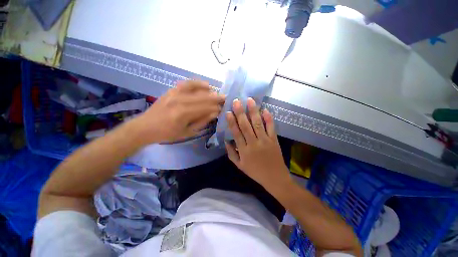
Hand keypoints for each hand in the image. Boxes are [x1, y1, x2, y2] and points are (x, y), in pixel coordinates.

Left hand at [136, 80, 224, 143]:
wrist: (145, 127)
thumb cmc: (167, 134)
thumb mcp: (187, 132)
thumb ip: (201, 122)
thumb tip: (214, 113)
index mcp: (184, 114)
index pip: (205, 108)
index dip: (215, 107)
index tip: (222, 108)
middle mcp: (180, 101)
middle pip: (203, 97)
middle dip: (215, 98)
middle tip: (225, 98)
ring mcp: (175, 93)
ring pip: (196, 89)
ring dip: (209, 90)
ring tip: (216, 92)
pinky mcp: (171, 90)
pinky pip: (187, 84)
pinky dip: (197, 83)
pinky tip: (205, 84)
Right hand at [225, 98, 290, 189]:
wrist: (275, 178)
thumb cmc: (255, 172)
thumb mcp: (240, 166)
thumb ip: (231, 153)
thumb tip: (226, 141)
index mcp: (244, 151)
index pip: (236, 133)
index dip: (232, 122)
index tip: (228, 112)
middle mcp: (254, 143)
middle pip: (246, 126)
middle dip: (240, 113)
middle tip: (236, 101)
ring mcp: (265, 140)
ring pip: (258, 124)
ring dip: (253, 111)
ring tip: (250, 100)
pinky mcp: (274, 140)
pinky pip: (271, 127)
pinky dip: (268, 118)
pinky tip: (265, 109)